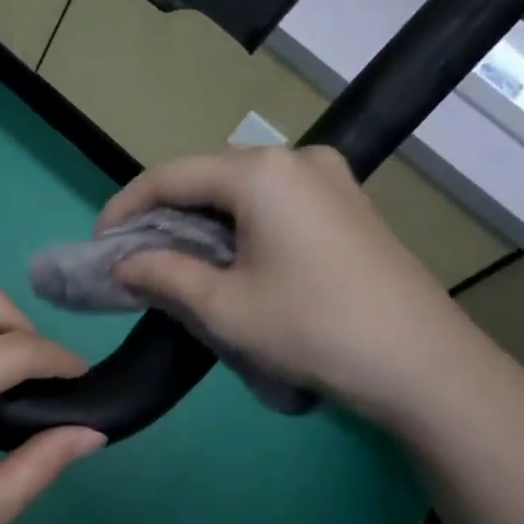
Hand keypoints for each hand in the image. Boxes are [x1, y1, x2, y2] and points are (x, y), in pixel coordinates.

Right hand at [98, 146, 518, 432]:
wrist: (424, 364)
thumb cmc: (312, 329)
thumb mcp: (223, 307)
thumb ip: (161, 275)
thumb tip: (121, 264)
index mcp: (260, 173)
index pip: (169, 176)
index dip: (125, 207)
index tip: (99, 245)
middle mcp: (295, 158)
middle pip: (206, 176)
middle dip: (163, 214)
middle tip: (134, 256)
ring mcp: (329, 178)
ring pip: (240, 189)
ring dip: (201, 220)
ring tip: (175, 261)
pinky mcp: (347, 203)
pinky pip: (274, 201)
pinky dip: (239, 224)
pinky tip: (229, 258)